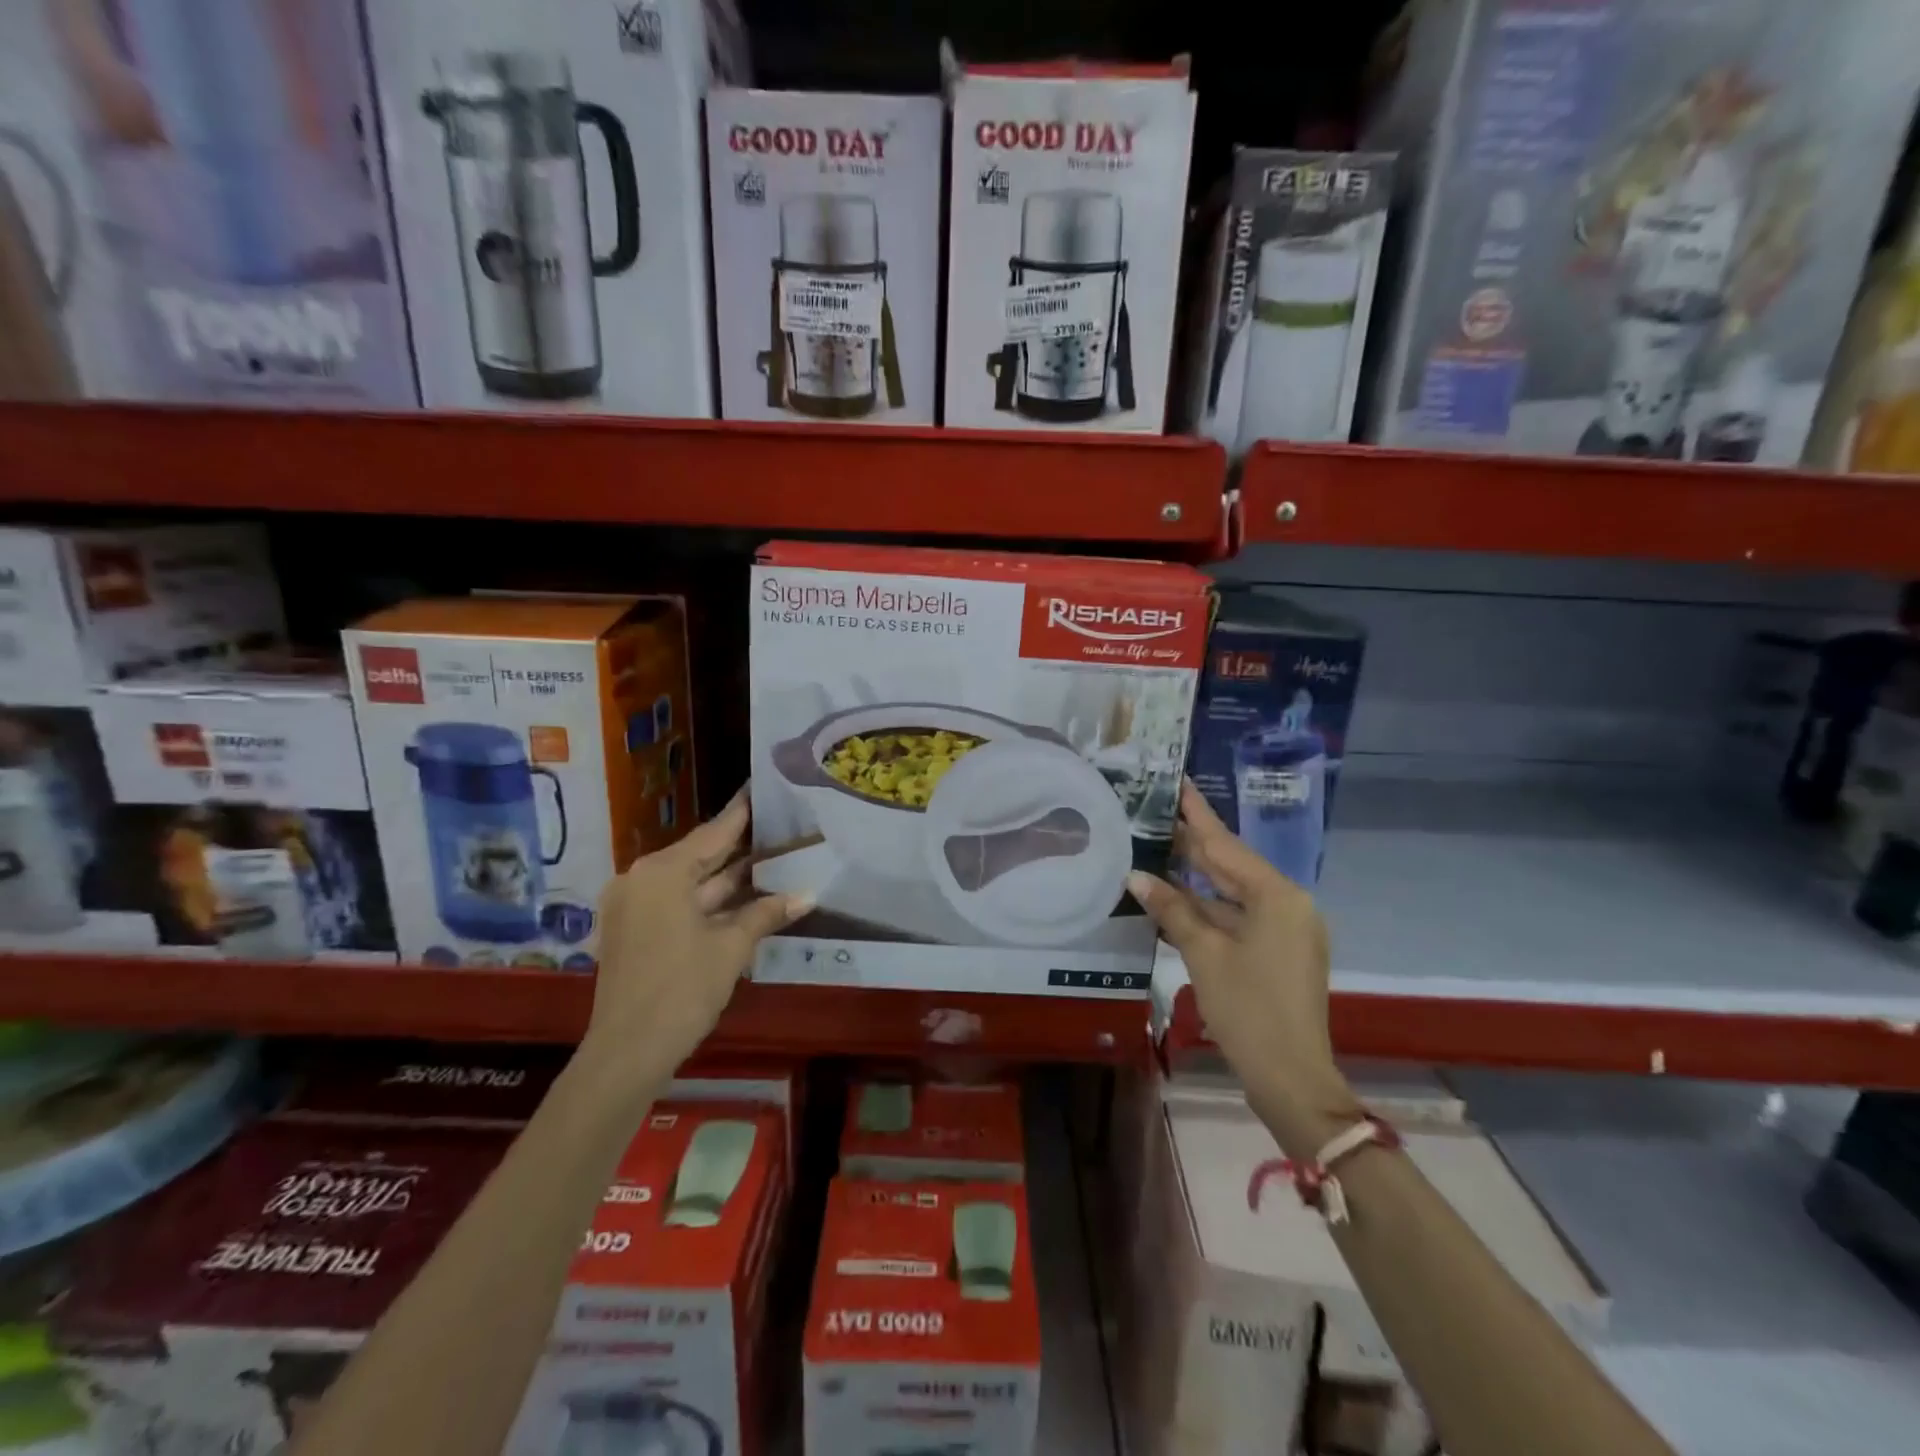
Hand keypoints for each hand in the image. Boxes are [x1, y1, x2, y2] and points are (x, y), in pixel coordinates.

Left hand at [583, 791, 807, 1088]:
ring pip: (691, 882)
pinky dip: (710, 902)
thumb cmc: (681, 990)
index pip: (713, 832)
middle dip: (740, 847)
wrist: (627, 1053)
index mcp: (661, 872)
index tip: (763, 788)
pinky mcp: (635, 931)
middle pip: (700, 855)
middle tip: (780, 825)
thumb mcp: (730, 948)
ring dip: (729, 878)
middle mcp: (642, 879)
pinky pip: (678, 903)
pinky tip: (747, 896)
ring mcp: (635, 907)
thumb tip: (809, 894)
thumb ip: (766, 913)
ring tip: (774, 858)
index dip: (742, 813)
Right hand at [1127, 781, 1357, 1156]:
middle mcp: (1287, 903)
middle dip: (1192, 842)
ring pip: (1233, 892)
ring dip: (1196, 878)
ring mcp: (1286, 929)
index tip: (1177, 780)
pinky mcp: (1279, 951)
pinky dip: (1208, 908)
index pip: (1225, 844)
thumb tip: (1136, 876)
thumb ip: (1172, 909)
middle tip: (1155, 812)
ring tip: (1156, 848)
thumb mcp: (1204, 955)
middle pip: (1231, 865)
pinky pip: (1238, 916)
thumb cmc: (1248, 1009)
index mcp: (1277, 895)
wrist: (1292, 1078)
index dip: (1197, 813)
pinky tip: (1175, 897)